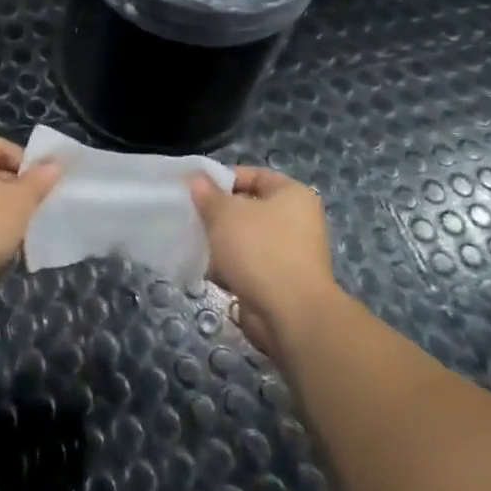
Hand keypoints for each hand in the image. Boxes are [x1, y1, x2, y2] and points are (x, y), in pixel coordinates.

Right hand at [190, 167, 341, 358]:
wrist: (291, 314)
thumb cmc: (259, 250)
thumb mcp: (225, 214)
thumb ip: (208, 195)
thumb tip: (197, 180)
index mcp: (292, 195)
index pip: (254, 175)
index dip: (224, 179)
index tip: (197, 190)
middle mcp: (297, 221)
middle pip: (249, 209)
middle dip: (219, 216)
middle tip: (194, 219)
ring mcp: (291, 254)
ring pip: (246, 240)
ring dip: (223, 244)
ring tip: (198, 246)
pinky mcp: (282, 282)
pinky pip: (250, 266)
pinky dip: (232, 269)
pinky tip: (212, 273)